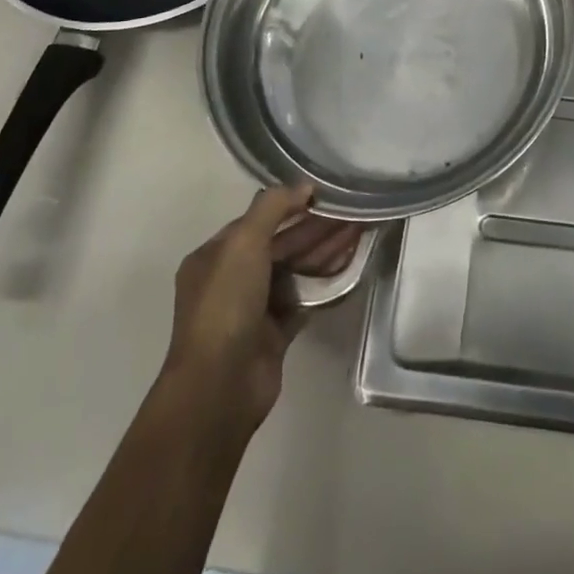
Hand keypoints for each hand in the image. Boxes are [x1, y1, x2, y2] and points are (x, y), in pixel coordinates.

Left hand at [158, 185, 361, 434]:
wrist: (219, 388)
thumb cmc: (226, 305)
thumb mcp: (243, 243)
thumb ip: (272, 207)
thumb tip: (305, 186)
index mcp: (215, 256)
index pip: (257, 221)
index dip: (290, 205)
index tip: (325, 194)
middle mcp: (232, 279)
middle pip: (280, 244)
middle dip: (316, 228)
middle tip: (353, 212)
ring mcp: (253, 308)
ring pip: (295, 270)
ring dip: (324, 251)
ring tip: (359, 231)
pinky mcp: (274, 334)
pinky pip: (304, 299)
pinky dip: (324, 283)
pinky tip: (350, 266)